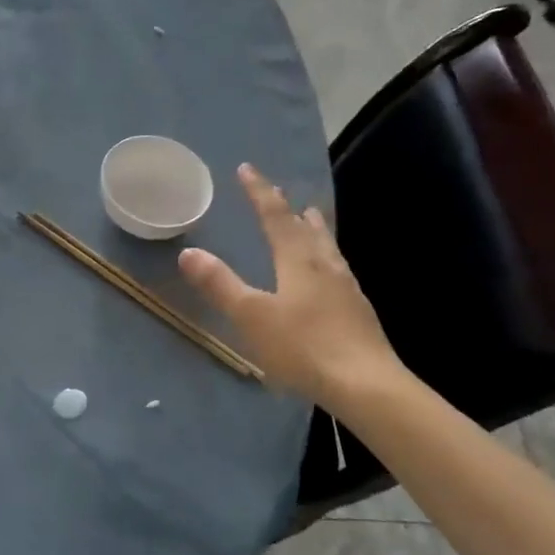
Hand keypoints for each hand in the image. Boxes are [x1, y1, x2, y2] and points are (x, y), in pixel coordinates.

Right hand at [179, 163, 407, 404]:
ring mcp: (346, 288)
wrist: (366, 385)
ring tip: (309, 218)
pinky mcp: (357, 310)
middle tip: (279, 192)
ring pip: (327, 246)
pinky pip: (337, 269)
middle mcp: (325, 265)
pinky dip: (325, 256)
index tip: (246, 169)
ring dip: (313, 228)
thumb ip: (220, 284)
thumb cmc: (303, 347)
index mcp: (299, 259)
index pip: (275, 215)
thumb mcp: (251, 316)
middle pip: (307, 226)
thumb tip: (189, 252)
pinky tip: (328, 274)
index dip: (259, 192)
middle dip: (289, 207)